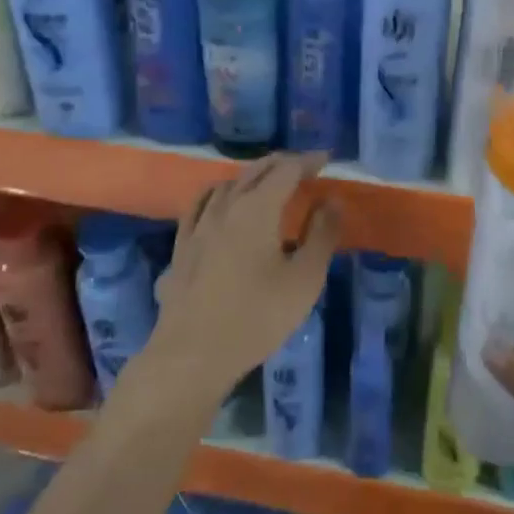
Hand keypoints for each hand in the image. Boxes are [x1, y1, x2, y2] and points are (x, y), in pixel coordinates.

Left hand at [141, 151, 339, 412]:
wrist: (192, 354)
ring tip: (267, 181)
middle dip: (281, 164)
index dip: (308, 161)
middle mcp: (225, 206)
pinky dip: (218, 193)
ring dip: (251, 176)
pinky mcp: (182, 246)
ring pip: (226, 184)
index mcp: (257, 208)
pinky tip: (219, 201)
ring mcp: (198, 225)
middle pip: (254, 171)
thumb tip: (331, 200)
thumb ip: (321, 235)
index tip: (326, 159)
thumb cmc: (257, 317)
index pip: (286, 170)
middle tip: (303, 167)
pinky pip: (200, 205)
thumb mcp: (304, 280)